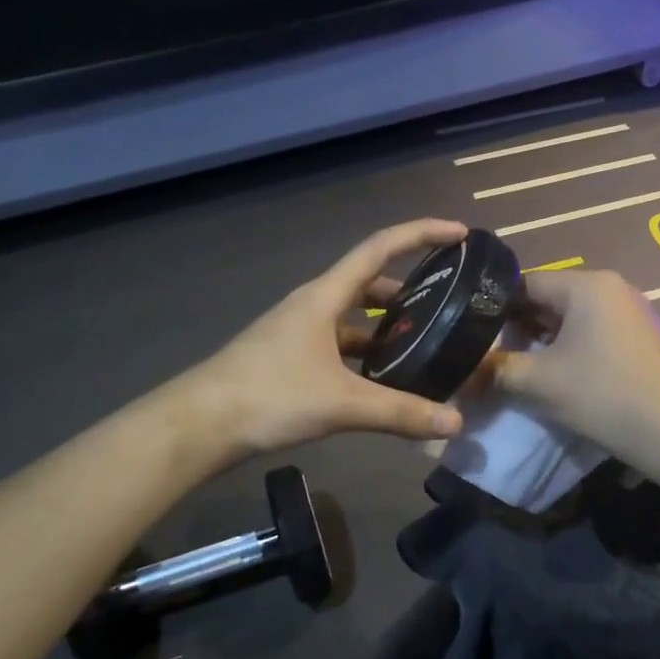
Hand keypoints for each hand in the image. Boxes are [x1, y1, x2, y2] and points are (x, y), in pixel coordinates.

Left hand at [180, 220, 468, 457]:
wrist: (199, 424)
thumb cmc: (270, 396)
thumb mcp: (342, 403)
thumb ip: (400, 412)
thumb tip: (455, 423)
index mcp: (324, 296)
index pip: (380, 248)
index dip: (421, 234)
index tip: (460, 233)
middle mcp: (313, 305)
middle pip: (370, 282)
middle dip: (411, 287)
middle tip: (448, 303)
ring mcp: (299, 332)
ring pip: (354, 317)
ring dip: (388, 325)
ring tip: (425, 343)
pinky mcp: (292, 358)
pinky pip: (341, 345)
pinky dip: (367, 354)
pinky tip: (384, 378)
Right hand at [488, 269, 659, 461]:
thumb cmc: (603, 395)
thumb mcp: (539, 382)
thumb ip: (496, 369)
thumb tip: (462, 371)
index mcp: (586, 284)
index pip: (524, 282)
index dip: (492, 306)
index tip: (469, 332)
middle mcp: (608, 287)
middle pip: (546, 298)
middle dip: (515, 326)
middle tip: (486, 353)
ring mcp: (626, 311)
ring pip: (567, 318)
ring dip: (539, 340)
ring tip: (511, 366)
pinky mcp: (635, 337)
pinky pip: (588, 332)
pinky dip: (564, 348)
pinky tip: (547, 373)